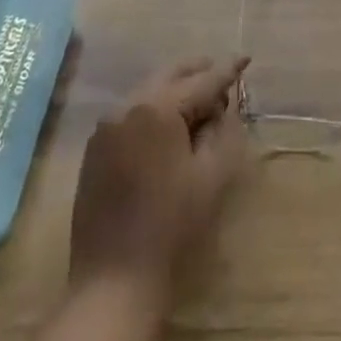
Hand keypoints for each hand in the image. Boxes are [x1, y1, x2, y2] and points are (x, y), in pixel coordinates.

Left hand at [68, 56, 249, 307]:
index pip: (201, 81)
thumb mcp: (211, 177)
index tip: (245, 57)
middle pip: (170, 76)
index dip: (227, 70)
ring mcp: (106, 127)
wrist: (113, 283)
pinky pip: (130, 114)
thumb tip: (223, 110)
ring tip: (200, 106)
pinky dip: (154, 111)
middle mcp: (127, 106)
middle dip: (198, 74)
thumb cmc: (170, 228)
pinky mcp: (95, 149)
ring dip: (175, 92)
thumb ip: (224, 133)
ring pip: (149, 92)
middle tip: (223, 78)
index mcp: (157, 108)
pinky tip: (169, 130)